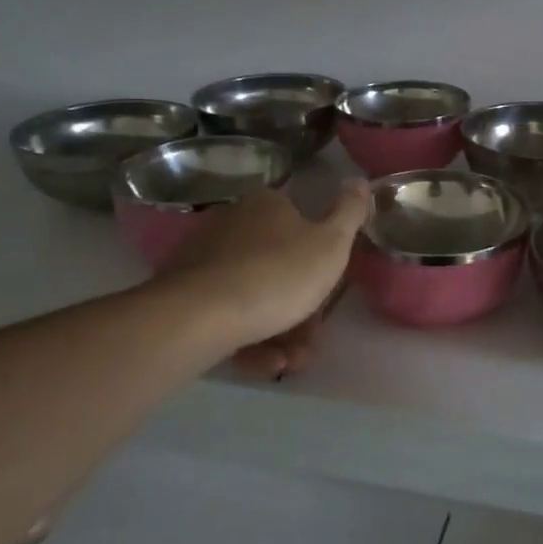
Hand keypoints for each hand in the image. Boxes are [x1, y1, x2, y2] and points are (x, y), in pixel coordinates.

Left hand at [159, 180, 370, 377]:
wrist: (200, 316)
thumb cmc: (278, 274)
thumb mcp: (331, 244)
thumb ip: (350, 213)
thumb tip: (359, 181)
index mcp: (268, 205)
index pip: (302, 227)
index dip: (320, 264)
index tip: (328, 296)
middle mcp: (233, 224)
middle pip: (279, 268)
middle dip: (301, 310)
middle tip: (309, 342)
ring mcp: (205, 259)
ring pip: (255, 296)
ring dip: (279, 332)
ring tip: (288, 362)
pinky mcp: (183, 294)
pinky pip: (227, 314)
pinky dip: (249, 338)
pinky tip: (261, 362)